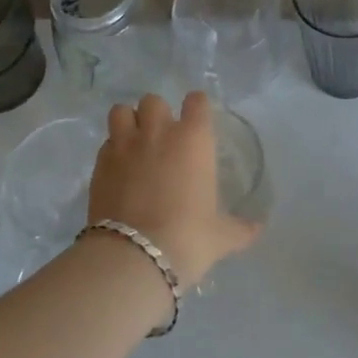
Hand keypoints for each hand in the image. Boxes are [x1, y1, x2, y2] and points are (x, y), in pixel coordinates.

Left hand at [89, 93, 261, 289]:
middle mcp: (158, 132)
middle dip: (157, 113)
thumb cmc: (188, 238)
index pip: (196, 101)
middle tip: (162, 137)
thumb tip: (258, 229)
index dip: (196, 107)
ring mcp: (124, 145)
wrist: (135, 257)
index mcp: (193, 139)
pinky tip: (118, 169)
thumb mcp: (220, 236)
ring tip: (134, 142)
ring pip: (121, 111)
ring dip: (128, 121)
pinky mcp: (99, 165)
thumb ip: (240, 228)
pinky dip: (112, 150)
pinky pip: (105, 143)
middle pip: (153, 100)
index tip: (197, 120)